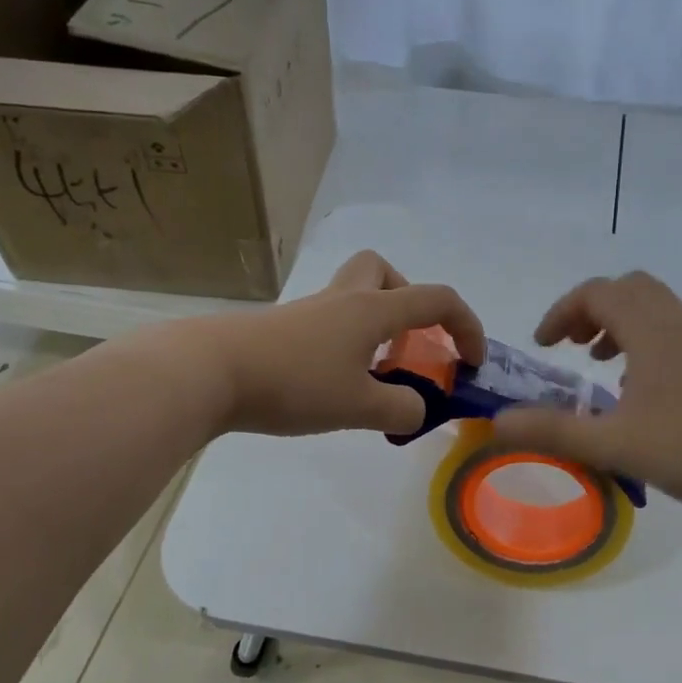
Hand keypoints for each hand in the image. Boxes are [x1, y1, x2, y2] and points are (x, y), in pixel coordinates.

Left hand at [203, 250, 485, 436]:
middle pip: (384, 272)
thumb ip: (400, 411)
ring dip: (376, 327)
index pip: (436, 300)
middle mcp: (342, 300)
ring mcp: (308, 312)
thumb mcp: (358, 407)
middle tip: (408, 344)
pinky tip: (335, 384)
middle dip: (408, 303)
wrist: (209, 372)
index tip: (472, 362)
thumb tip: (418, 410)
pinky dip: (346, 345)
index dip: (466, 326)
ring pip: (353, 297)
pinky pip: (328, 324)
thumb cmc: (293, 383)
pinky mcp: (282, 330)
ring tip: (374, 374)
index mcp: (372, 310)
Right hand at [491, 271, 681, 515]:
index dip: (562, 312)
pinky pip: (671, 331)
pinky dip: (643, 342)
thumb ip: (552, 431)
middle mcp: (677, 324)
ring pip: (653, 309)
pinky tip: (638, 390)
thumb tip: (496, 423)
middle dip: (591, 309)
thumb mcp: (612, 443)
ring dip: (618, 325)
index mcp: (651, 331)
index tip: (542, 346)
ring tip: (599, 363)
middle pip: (628, 289)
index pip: (598, 293)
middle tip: (570, 346)